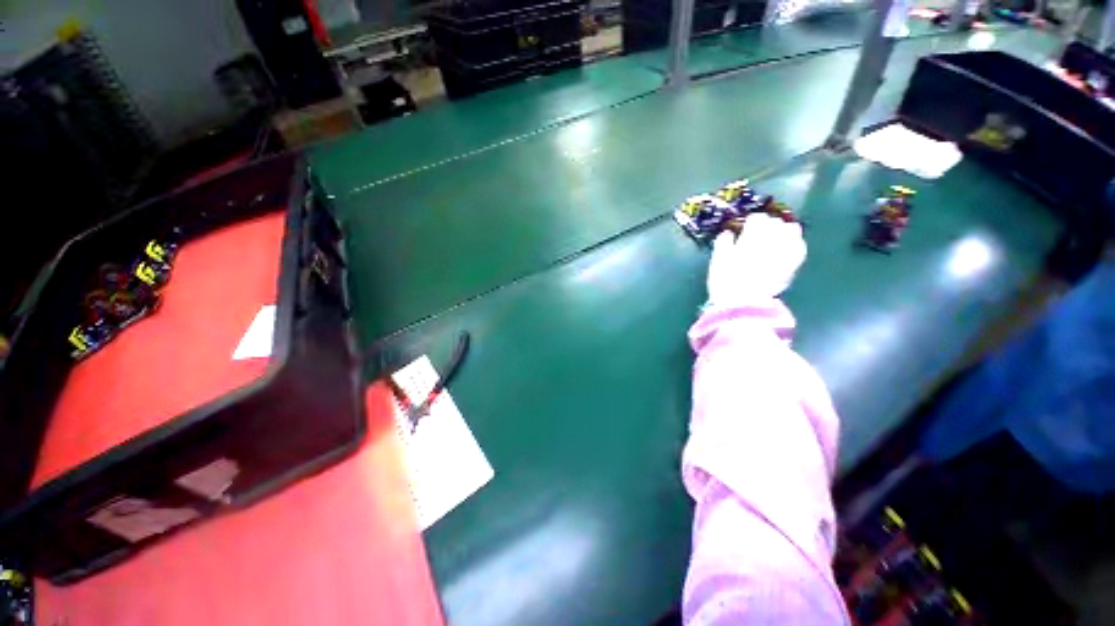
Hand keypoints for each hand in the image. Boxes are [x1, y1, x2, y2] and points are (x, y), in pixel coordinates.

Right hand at [706, 213, 806, 306]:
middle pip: (775, 222)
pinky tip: (788, 249)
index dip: (751, 222)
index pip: (757, 218)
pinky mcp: (794, 263)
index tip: (746, 228)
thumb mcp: (718, 259)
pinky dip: (795, 244)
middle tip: (760, 235)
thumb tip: (728, 232)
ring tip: (776, 239)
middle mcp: (772, 238)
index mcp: (751, 235)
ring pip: (792, 230)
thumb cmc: (726, 280)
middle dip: (768, 226)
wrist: (742, 302)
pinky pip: (800, 246)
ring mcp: (786, 250)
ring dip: (783, 231)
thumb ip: (723, 242)